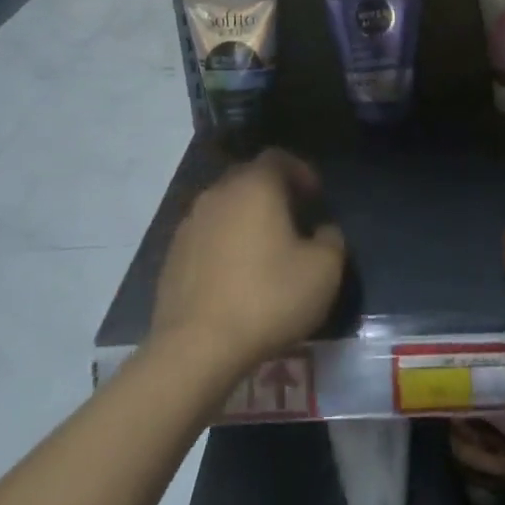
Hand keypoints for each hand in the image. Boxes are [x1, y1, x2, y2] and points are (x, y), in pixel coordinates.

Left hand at [150, 149, 344, 381]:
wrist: (197, 346)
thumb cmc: (268, 298)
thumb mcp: (324, 271)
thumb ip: (332, 240)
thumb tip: (323, 231)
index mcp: (255, 186)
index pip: (278, 157)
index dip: (301, 171)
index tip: (315, 197)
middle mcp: (218, 193)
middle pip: (248, 177)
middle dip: (272, 192)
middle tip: (293, 219)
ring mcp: (190, 223)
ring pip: (224, 206)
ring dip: (245, 218)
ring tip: (264, 249)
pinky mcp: (172, 254)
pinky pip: (206, 235)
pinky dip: (223, 243)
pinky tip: (235, 274)